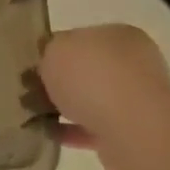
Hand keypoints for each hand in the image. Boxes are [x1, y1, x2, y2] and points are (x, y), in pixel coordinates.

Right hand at [38, 25, 169, 169]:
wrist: (133, 129)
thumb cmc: (93, 76)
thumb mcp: (54, 49)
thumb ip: (48, 52)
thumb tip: (47, 63)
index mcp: (119, 35)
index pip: (82, 38)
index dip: (54, 50)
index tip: (32, 66)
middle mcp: (135, 63)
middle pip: (89, 70)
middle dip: (61, 82)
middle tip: (31, 92)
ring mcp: (138, 100)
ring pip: (94, 101)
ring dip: (68, 108)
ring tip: (36, 117)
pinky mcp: (136, 133)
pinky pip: (97, 129)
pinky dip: (75, 131)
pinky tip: (51, 135)